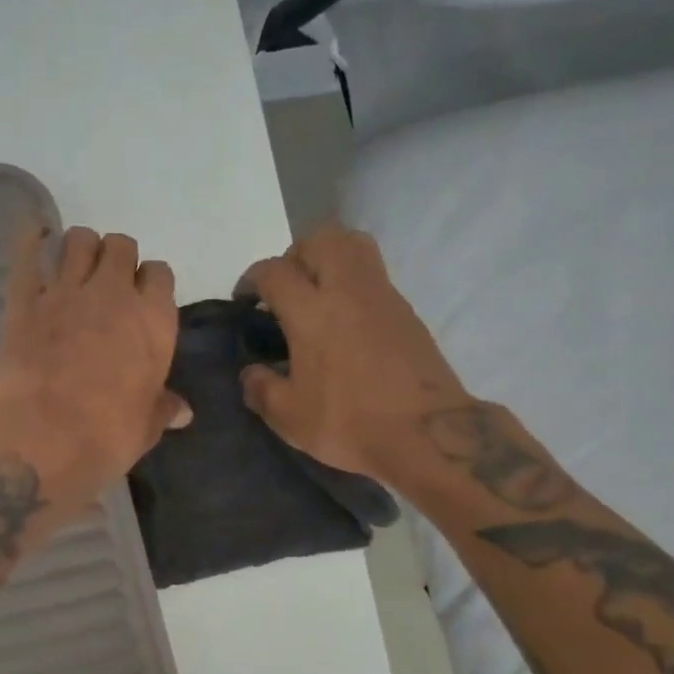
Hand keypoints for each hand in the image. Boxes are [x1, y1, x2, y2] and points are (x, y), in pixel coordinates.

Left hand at [0, 224, 188, 504]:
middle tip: (108, 285)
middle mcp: (114, 294)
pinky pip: (28, 252)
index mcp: (153, 320)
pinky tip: (35, 234)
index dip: (150, 283)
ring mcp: (66, 292)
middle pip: (121, 245)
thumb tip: (183, 412)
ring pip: (79, 239)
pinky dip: (31, 238)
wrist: (43, 440)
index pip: (160, 274)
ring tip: (75, 270)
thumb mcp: (145, 426)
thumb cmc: (107, 437)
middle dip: (117, 259)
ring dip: (80, 248)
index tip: (142, 300)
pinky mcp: (24, 299)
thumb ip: (163, 409)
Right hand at [239, 223, 468, 483]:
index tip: (246, 298)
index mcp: (311, 312)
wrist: (427, 434)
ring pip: (355, 247)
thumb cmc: (349, 422)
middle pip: (321, 239)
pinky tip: (347, 324)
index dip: (252, 279)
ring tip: (317, 296)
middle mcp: (347, 291)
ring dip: (330, 259)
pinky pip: (374, 278)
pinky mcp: (407, 312)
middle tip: (286, 288)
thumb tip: (250, 374)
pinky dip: (354, 286)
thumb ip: (261, 389)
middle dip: (296, 254)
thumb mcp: (289, 417)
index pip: (274, 271)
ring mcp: (383, 296)